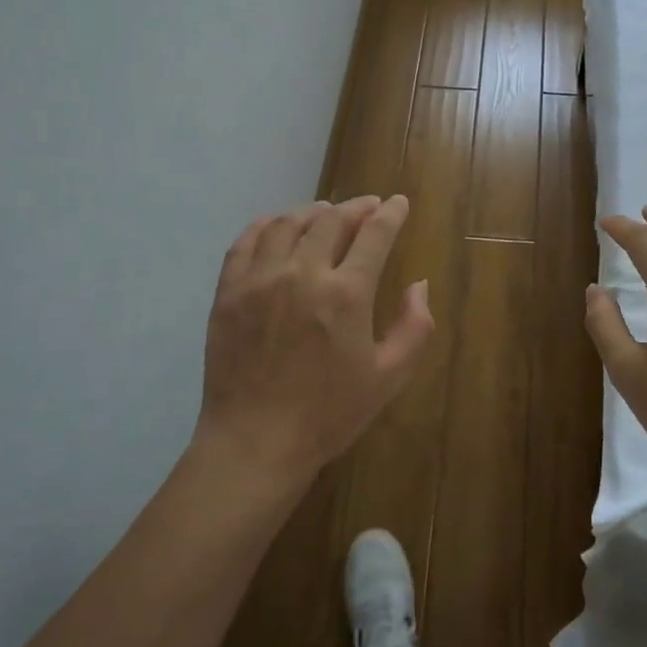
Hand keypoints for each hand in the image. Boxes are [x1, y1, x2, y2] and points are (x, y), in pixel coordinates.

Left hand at [195, 195, 434, 490]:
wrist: (255, 443)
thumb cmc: (329, 414)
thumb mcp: (389, 377)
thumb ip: (414, 326)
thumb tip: (419, 284)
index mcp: (347, 293)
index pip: (375, 234)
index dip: (391, 213)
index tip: (398, 202)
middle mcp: (303, 273)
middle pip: (332, 220)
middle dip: (356, 207)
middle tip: (367, 207)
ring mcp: (260, 279)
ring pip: (287, 223)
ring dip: (312, 212)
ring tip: (324, 213)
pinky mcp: (228, 292)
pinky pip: (245, 242)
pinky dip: (264, 226)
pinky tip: (275, 226)